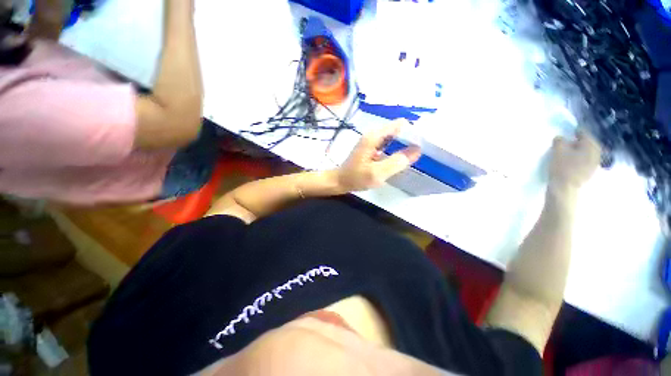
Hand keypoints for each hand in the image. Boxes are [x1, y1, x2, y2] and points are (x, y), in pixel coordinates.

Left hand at [337, 120, 420, 191]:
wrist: (340, 181)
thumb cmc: (356, 177)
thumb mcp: (377, 173)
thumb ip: (397, 162)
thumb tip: (417, 150)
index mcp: (375, 136)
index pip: (401, 124)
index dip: (414, 131)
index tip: (425, 141)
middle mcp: (374, 134)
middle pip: (398, 129)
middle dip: (411, 137)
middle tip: (424, 149)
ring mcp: (372, 140)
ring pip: (394, 137)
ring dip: (405, 143)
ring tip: (417, 153)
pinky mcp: (372, 147)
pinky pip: (389, 144)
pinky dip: (397, 148)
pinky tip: (403, 157)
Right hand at [549, 130, 600, 190]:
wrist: (565, 187)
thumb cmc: (562, 167)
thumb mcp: (557, 151)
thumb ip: (559, 141)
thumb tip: (561, 138)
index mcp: (591, 144)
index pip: (584, 133)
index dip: (574, 131)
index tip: (567, 133)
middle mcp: (597, 151)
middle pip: (588, 142)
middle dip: (579, 142)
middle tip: (568, 143)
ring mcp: (596, 162)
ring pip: (588, 151)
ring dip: (580, 150)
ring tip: (569, 152)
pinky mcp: (591, 171)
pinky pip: (587, 160)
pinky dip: (581, 158)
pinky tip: (573, 161)